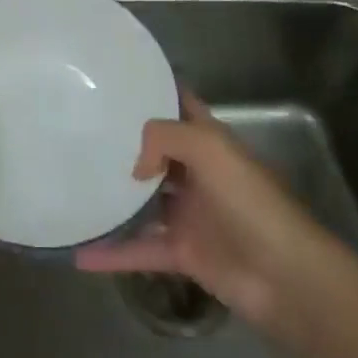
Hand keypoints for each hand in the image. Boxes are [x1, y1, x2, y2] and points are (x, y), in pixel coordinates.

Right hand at [76, 94, 341, 342]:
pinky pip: (141, 249)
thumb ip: (165, 138)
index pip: (180, 105)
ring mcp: (190, 214)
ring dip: (115, 197)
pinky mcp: (184, 253)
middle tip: (81, 133)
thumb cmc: (250, 201)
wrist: (285, 276)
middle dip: (124, 144)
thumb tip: (135, 165)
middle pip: (156, 153)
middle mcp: (198, 173)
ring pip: (144, 201)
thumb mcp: (210, 149)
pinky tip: (80, 253)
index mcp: (209, 141)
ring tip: (73, 186)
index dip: (154, 90)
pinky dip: (113, 253)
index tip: (114, 82)